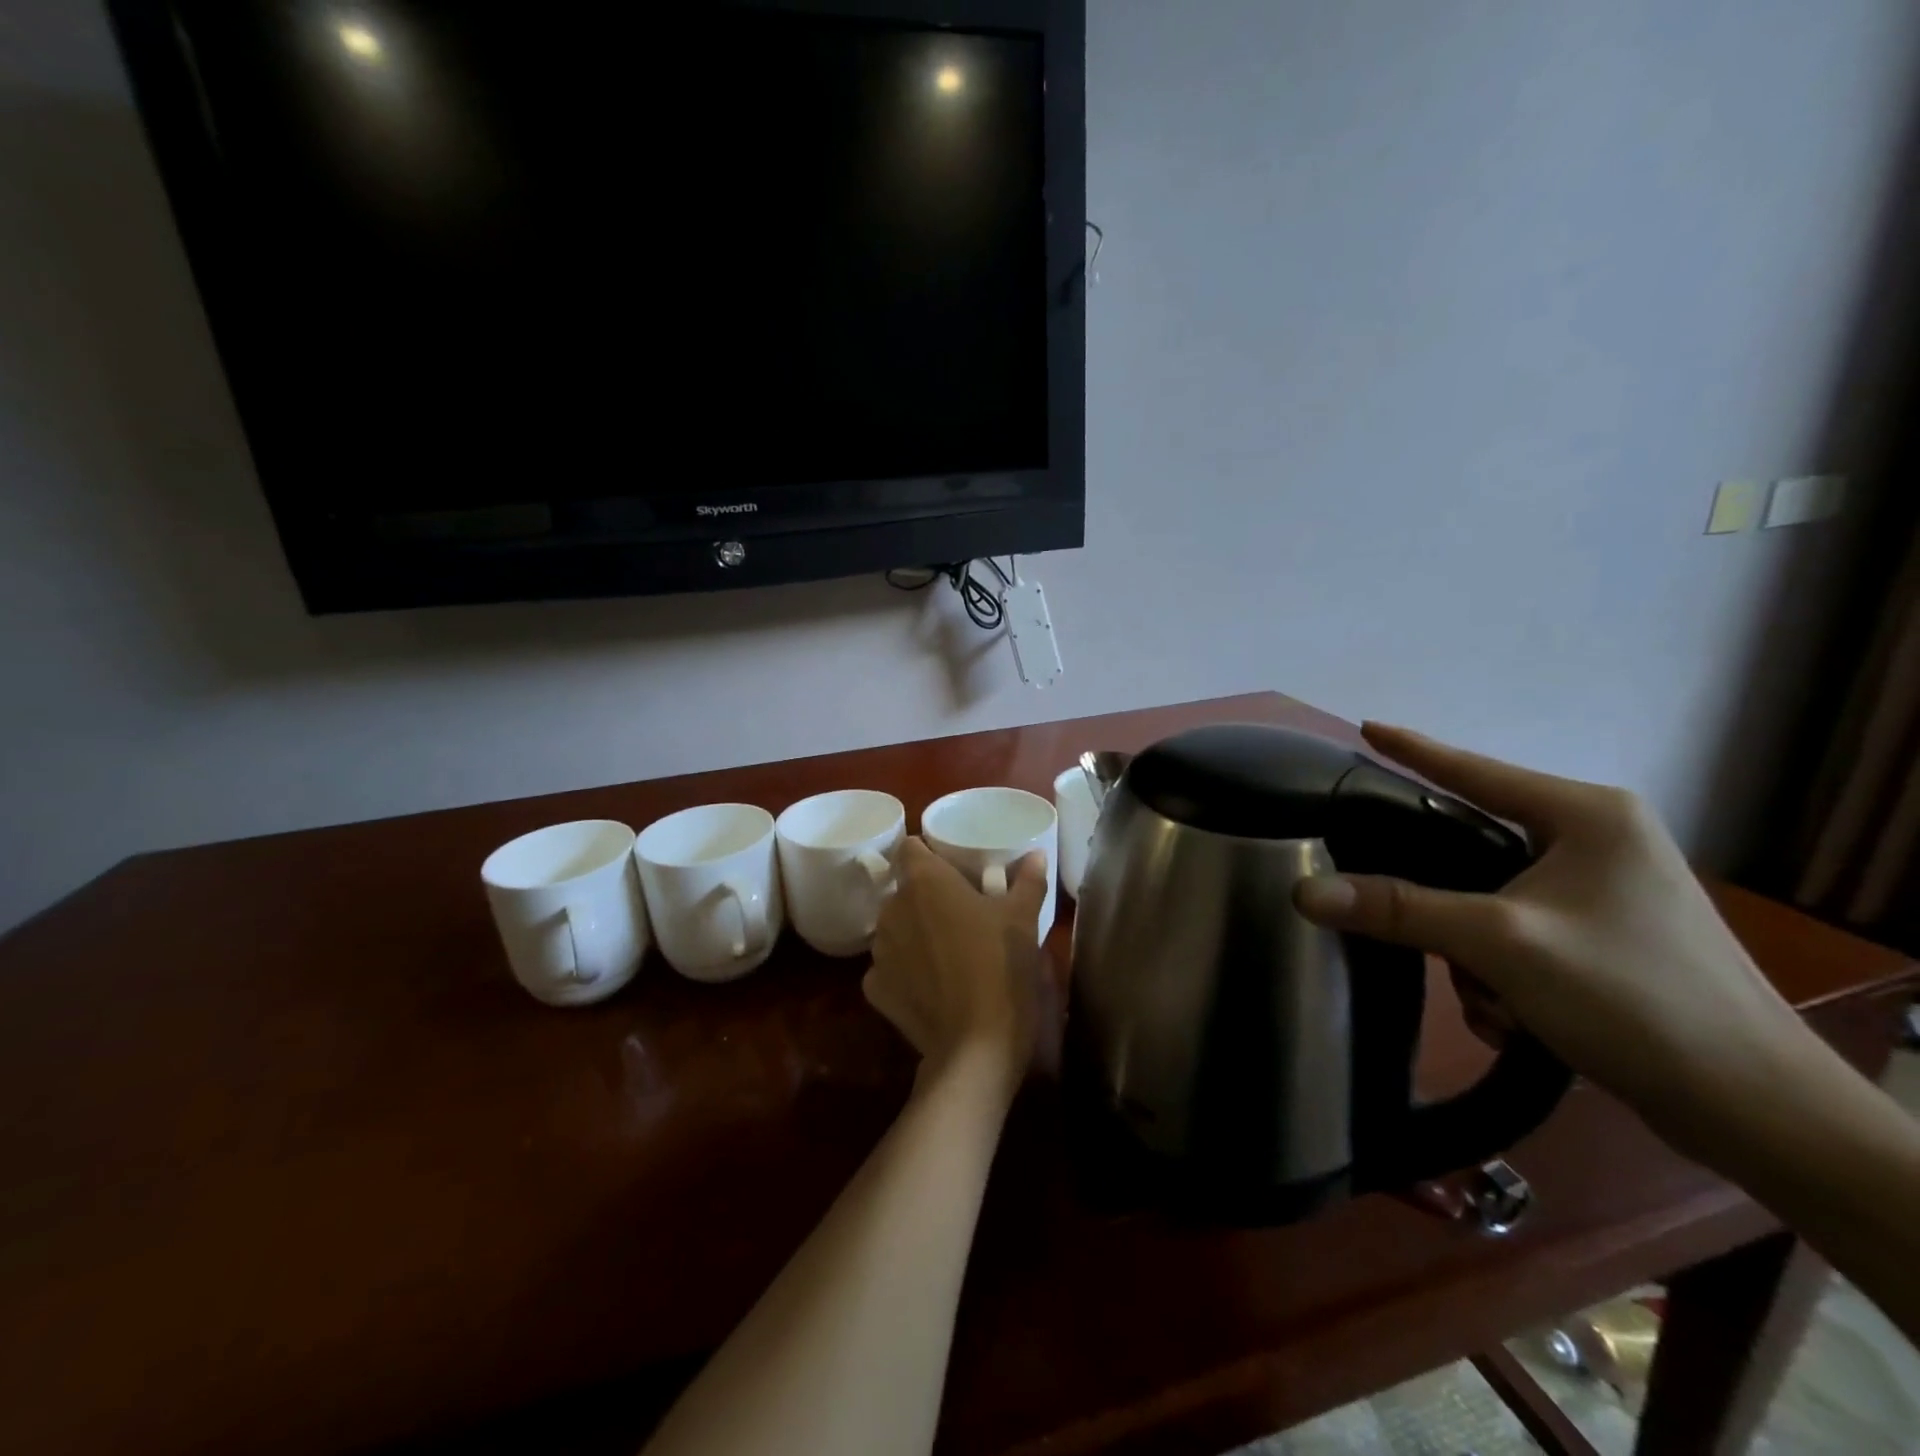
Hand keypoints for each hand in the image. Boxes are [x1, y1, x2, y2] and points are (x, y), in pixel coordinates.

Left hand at [864, 839, 1052, 1091]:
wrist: (976, 1045)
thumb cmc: (1001, 967)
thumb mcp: (1024, 920)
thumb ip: (1028, 881)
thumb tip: (1036, 855)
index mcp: (924, 882)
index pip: (909, 848)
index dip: (928, 855)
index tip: (951, 869)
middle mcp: (892, 908)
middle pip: (903, 890)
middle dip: (926, 898)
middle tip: (959, 913)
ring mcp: (879, 950)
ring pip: (894, 927)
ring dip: (913, 932)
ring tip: (946, 952)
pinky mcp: (874, 987)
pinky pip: (887, 967)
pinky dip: (904, 971)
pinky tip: (930, 986)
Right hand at [1292, 724, 1810, 1132]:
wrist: (1756, 1111)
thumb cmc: (1633, 997)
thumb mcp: (1501, 943)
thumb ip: (1398, 909)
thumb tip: (1304, 891)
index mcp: (1586, 816)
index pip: (1473, 769)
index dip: (1412, 749)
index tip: (1364, 726)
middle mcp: (1597, 841)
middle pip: (1472, 847)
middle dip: (1445, 907)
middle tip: (1430, 939)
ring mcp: (1604, 891)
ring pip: (1487, 900)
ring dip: (1476, 957)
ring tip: (1498, 1004)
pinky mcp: (1604, 937)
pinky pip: (1515, 935)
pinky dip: (1503, 976)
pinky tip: (1520, 1019)